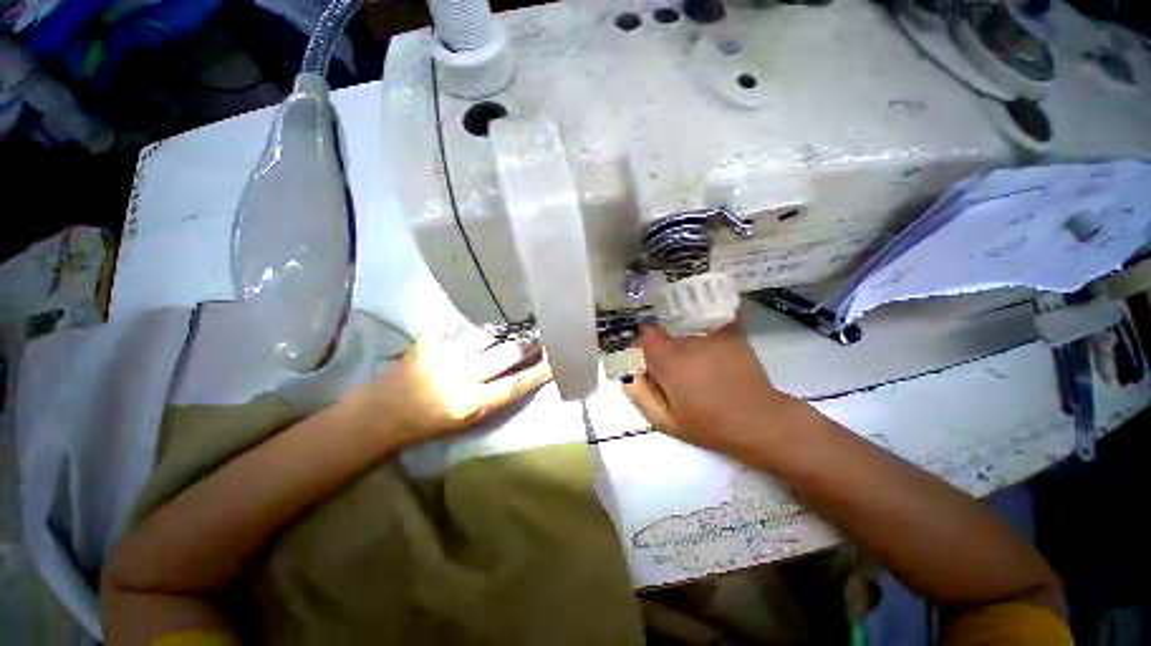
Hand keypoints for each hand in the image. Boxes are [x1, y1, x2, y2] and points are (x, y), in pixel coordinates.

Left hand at [348, 322, 552, 446]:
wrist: (383, 417)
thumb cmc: (428, 426)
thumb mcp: (467, 421)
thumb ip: (494, 399)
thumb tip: (516, 379)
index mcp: (474, 402)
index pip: (516, 384)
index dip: (538, 372)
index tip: (555, 362)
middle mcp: (464, 377)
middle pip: (506, 356)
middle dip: (527, 346)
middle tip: (542, 337)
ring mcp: (445, 357)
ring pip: (484, 337)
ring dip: (502, 331)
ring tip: (515, 325)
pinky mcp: (427, 344)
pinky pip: (445, 325)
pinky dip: (454, 320)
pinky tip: (464, 314)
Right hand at [622, 322, 799, 452]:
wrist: (761, 423)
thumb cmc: (710, 425)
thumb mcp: (666, 422)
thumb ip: (640, 395)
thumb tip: (628, 373)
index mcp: (670, 361)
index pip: (645, 335)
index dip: (642, 345)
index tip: (646, 360)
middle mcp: (690, 341)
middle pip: (666, 332)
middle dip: (662, 346)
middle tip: (671, 369)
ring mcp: (713, 335)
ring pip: (686, 329)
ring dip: (683, 341)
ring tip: (694, 363)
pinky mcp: (732, 334)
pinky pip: (710, 321)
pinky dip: (704, 326)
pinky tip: (708, 344)